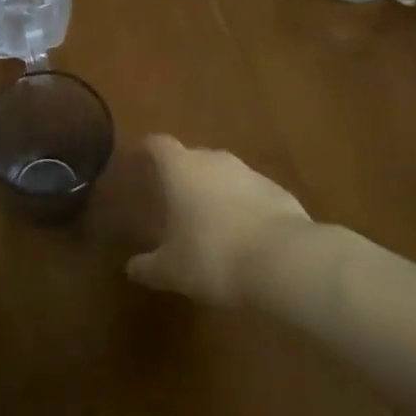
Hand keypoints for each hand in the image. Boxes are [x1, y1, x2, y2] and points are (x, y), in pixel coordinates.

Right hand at [126, 136, 310, 305]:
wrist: (284, 260)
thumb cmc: (213, 256)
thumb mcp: (172, 270)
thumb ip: (148, 267)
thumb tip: (132, 268)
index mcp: (181, 168)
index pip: (158, 144)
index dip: (146, 150)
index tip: (138, 161)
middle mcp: (214, 160)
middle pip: (192, 157)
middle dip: (181, 175)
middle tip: (171, 200)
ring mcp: (249, 173)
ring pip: (222, 175)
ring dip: (213, 192)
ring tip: (207, 221)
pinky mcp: (277, 190)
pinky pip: (249, 193)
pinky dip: (241, 206)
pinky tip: (241, 235)